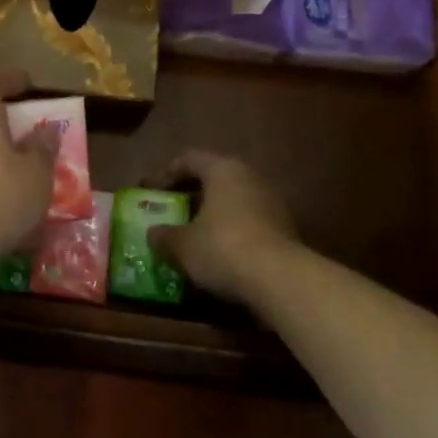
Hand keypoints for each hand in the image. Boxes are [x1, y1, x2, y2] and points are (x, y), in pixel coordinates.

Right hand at [149, 151, 300, 306]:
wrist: (281, 279)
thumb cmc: (223, 248)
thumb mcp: (183, 245)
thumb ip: (164, 236)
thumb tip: (153, 234)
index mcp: (222, 169)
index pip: (189, 159)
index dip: (166, 173)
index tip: (152, 192)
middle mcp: (249, 176)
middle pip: (214, 177)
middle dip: (191, 194)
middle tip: (173, 212)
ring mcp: (271, 200)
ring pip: (234, 199)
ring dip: (213, 214)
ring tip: (195, 235)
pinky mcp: (285, 226)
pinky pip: (250, 219)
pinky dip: (232, 230)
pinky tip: (221, 252)